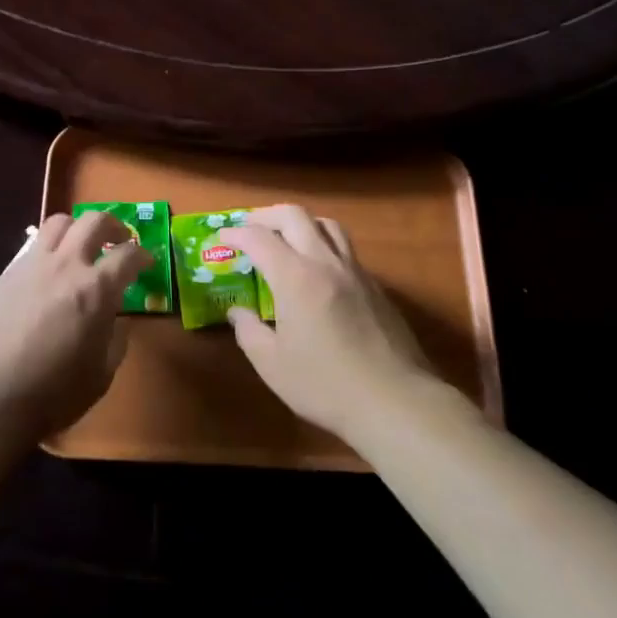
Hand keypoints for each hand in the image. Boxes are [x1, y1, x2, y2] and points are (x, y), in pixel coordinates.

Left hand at [0, 211, 150, 444]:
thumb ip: (115, 341)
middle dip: (113, 226)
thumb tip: (117, 321)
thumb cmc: (51, 395)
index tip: (146, 262)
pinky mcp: (2, 276)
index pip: (128, 255)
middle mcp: (65, 265)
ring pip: (58, 223)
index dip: (143, 255)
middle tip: (118, 241)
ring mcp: (29, 265)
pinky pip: (31, 250)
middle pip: (93, 221)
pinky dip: (47, 254)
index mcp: (96, 289)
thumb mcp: (100, 376)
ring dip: (76, 229)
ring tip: (80, 248)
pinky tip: (45, 278)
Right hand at [222, 205, 439, 446]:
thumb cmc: (325, 385)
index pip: (259, 238)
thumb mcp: (272, 365)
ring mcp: (355, 272)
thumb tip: (238, 312)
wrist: (395, 401)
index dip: (236, 234)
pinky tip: (318, 273)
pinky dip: (324, 246)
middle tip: (250, 229)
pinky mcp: (375, 287)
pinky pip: (346, 249)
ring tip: (286, 240)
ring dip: (301, 223)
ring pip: (327, 225)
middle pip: (295, 216)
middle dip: (266, 216)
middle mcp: (326, 262)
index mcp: (295, 277)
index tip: (221, 240)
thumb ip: (249, 331)